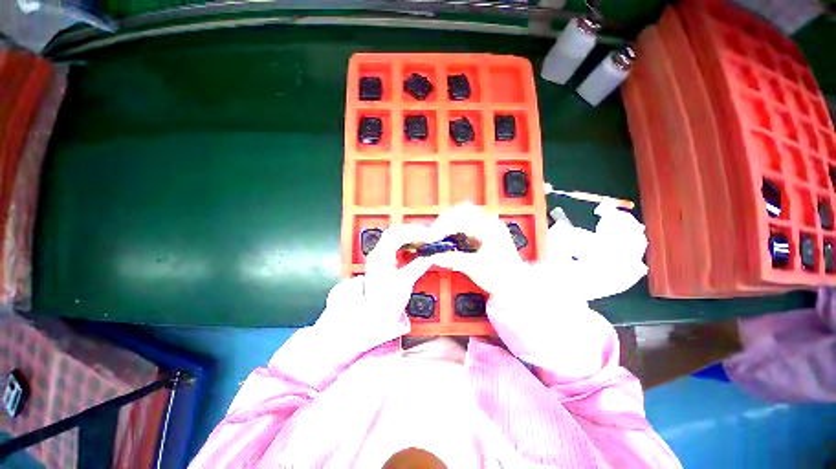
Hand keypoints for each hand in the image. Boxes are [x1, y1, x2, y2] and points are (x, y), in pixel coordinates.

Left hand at [315, 223, 434, 338]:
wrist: (375, 316)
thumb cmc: (386, 302)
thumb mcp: (406, 281)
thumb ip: (419, 265)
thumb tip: (431, 256)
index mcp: (380, 257)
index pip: (396, 235)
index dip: (413, 233)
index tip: (426, 236)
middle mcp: (377, 254)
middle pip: (394, 233)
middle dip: (411, 232)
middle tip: (426, 236)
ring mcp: (378, 258)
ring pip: (393, 239)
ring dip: (408, 238)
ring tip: (422, 242)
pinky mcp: (382, 263)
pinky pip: (394, 247)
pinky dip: (405, 245)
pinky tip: (413, 249)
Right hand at [426, 203, 527, 296]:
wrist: (515, 285)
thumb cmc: (501, 276)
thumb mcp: (475, 268)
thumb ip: (453, 260)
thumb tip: (434, 256)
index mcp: (490, 228)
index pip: (461, 218)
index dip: (443, 226)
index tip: (432, 237)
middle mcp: (489, 222)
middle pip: (461, 211)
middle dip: (444, 221)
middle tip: (433, 234)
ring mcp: (487, 226)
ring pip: (462, 215)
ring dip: (448, 223)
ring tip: (438, 235)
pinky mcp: (483, 232)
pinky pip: (465, 224)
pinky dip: (453, 228)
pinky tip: (447, 237)